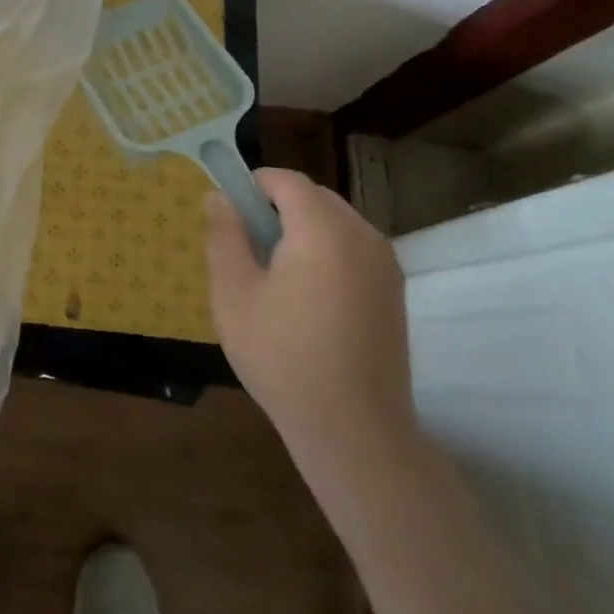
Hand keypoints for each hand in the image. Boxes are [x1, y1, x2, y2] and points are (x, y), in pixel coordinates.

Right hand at [205, 169, 417, 458]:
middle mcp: (362, 235)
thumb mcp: (234, 294)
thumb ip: (224, 235)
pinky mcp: (394, 290)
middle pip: (314, 197)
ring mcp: (385, 263)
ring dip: (303, 229)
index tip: (229, 215)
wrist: (355, 432)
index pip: (286, 181)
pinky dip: (327, 251)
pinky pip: (353, 247)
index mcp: (323, 230)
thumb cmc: (284, 358)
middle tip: (248, 248)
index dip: (253, 186)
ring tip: (276, 275)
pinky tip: (308, 297)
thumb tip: (219, 197)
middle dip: (278, 208)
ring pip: (335, 221)